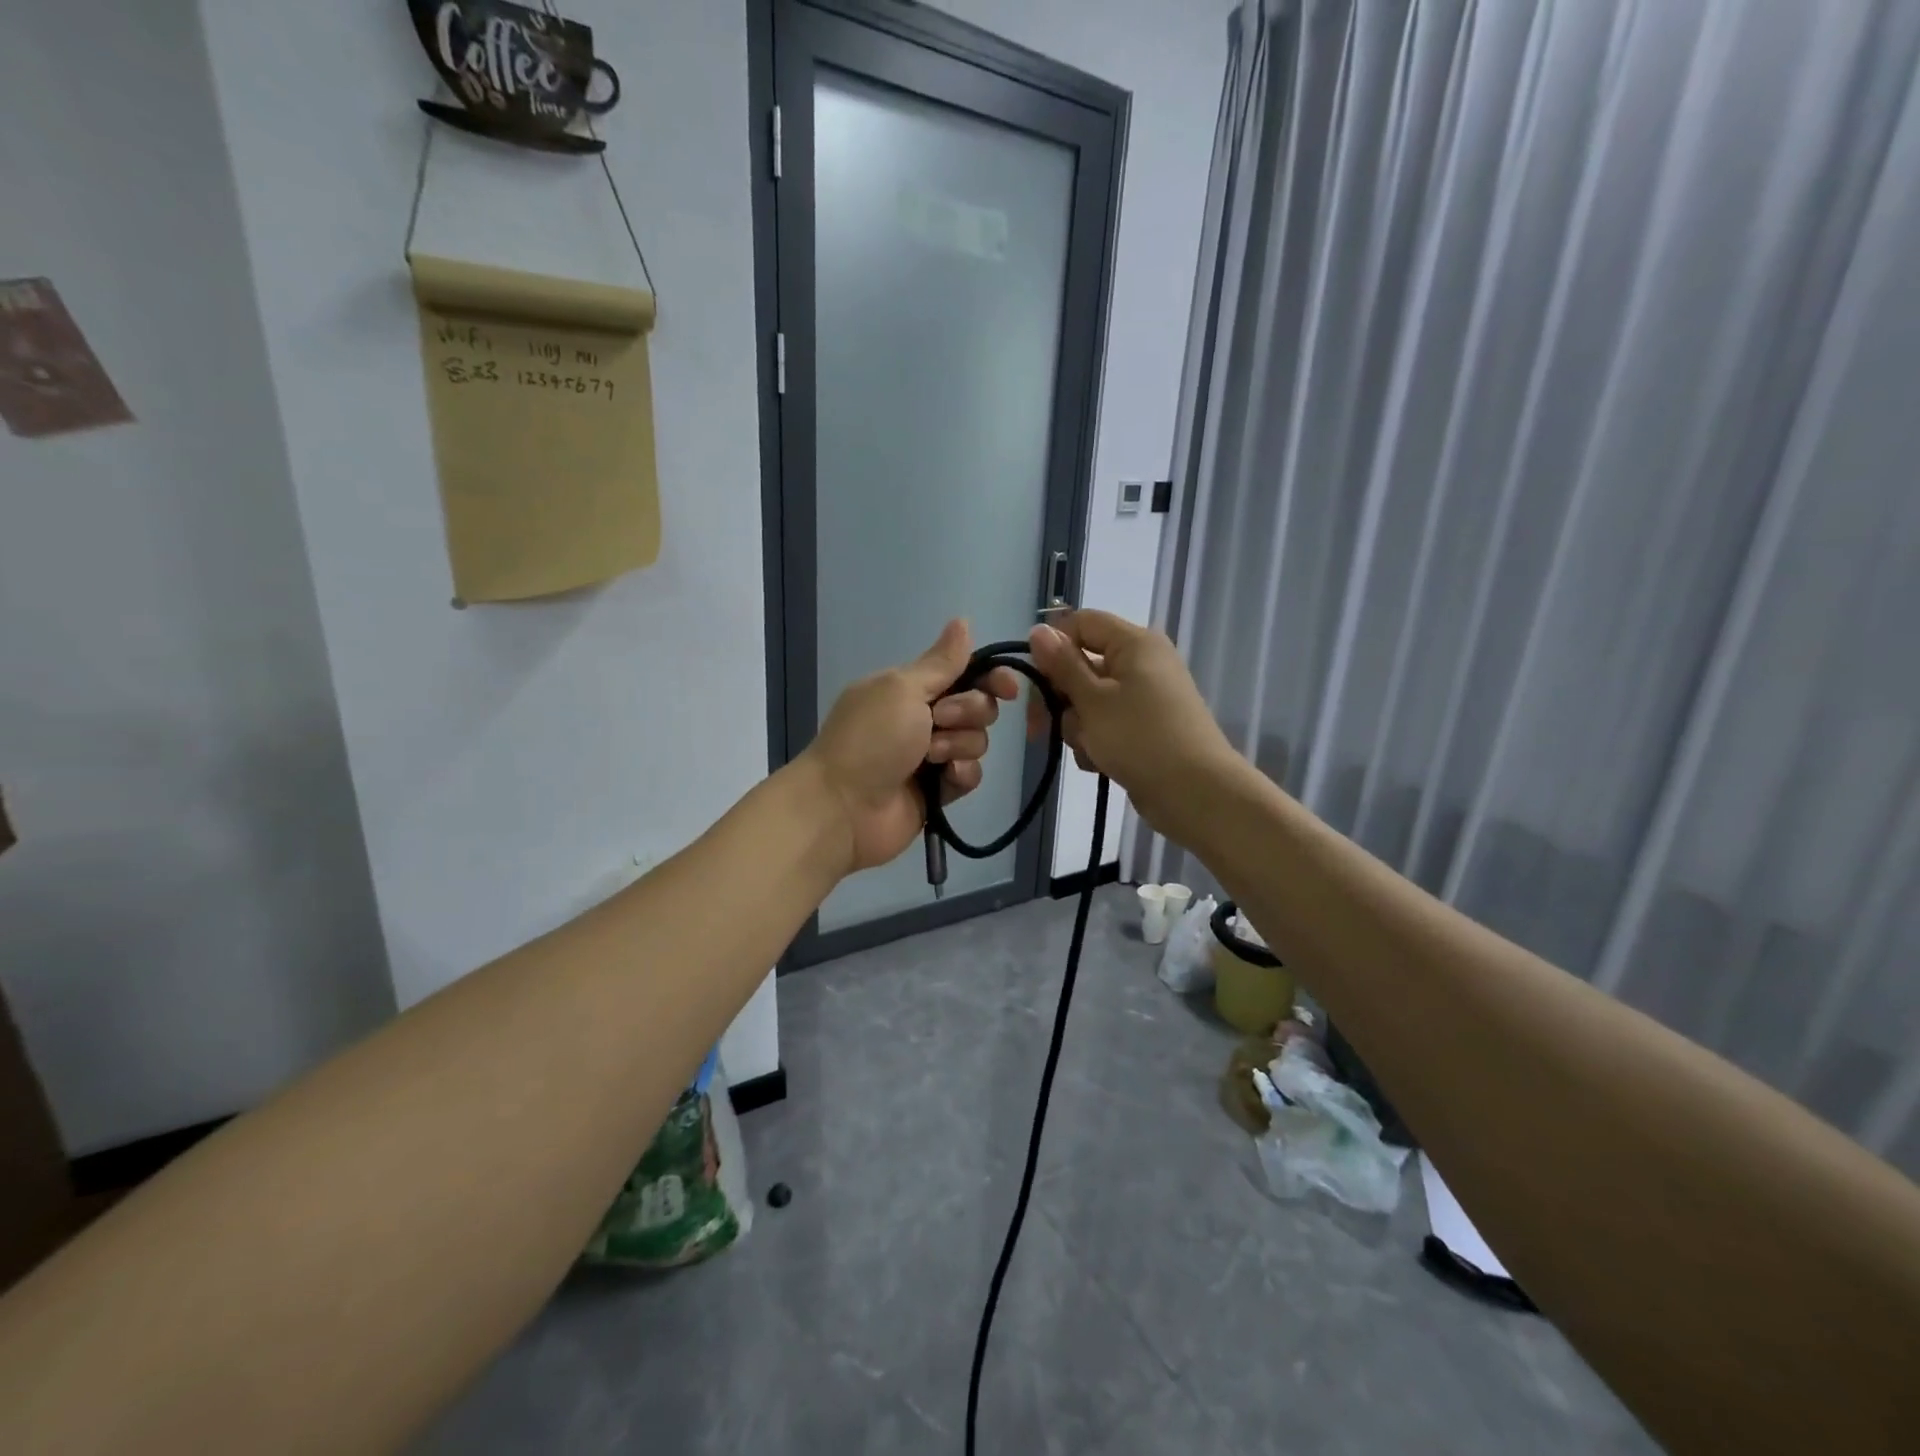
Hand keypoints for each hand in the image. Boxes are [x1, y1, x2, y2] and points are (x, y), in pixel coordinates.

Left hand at [802, 620, 1020, 873]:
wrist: (844, 807)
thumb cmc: (870, 739)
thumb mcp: (902, 689)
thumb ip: (941, 662)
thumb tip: (963, 620)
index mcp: (910, 687)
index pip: (964, 672)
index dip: (991, 677)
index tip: (1007, 688)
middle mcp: (923, 717)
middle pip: (978, 706)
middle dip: (968, 712)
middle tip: (938, 721)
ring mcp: (931, 755)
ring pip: (977, 741)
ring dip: (959, 745)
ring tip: (930, 758)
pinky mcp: (939, 790)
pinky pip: (970, 774)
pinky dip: (961, 773)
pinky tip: (945, 779)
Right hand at [1026, 610, 1237, 836]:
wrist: (1195, 793)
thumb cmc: (1139, 738)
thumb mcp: (1092, 700)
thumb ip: (1062, 664)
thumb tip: (1037, 630)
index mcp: (1134, 643)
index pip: (1081, 623)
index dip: (1053, 646)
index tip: (1032, 680)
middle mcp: (1141, 663)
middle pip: (1082, 665)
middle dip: (1061, 698)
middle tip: (1041, 726)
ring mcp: (1144, 697)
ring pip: (1089, 701)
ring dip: (1078, 727)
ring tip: (1090, 749)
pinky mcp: (1144, 728)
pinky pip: (1106, 725)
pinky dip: (1096, 742)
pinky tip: (1099, 763)